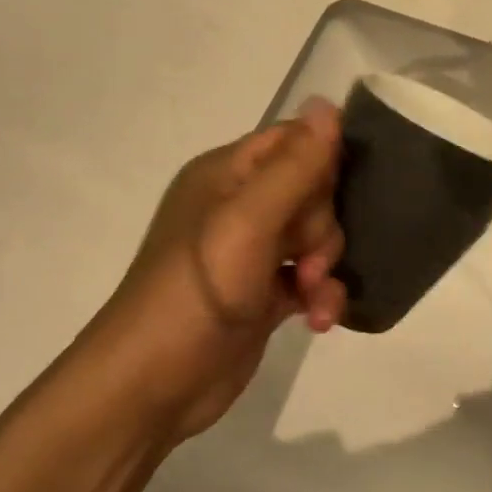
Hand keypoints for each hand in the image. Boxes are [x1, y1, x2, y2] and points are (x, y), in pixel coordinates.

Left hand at [73, 99, 346, 447]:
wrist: (150, 387)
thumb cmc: (195, 293)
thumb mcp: (247, 223)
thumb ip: (294, 167)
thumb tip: (329, 104)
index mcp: (227, 175)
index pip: (293, 141)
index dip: (325, 161)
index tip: (341, 193)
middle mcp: (240, 206)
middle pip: (313, 191)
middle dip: (323, 225)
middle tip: (309, 256)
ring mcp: (252, 252)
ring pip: (316, 237)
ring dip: (327, 265)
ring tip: (313, 293)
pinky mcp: (263, 293)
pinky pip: (310, 277)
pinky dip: (321, 295)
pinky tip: (318, 319)